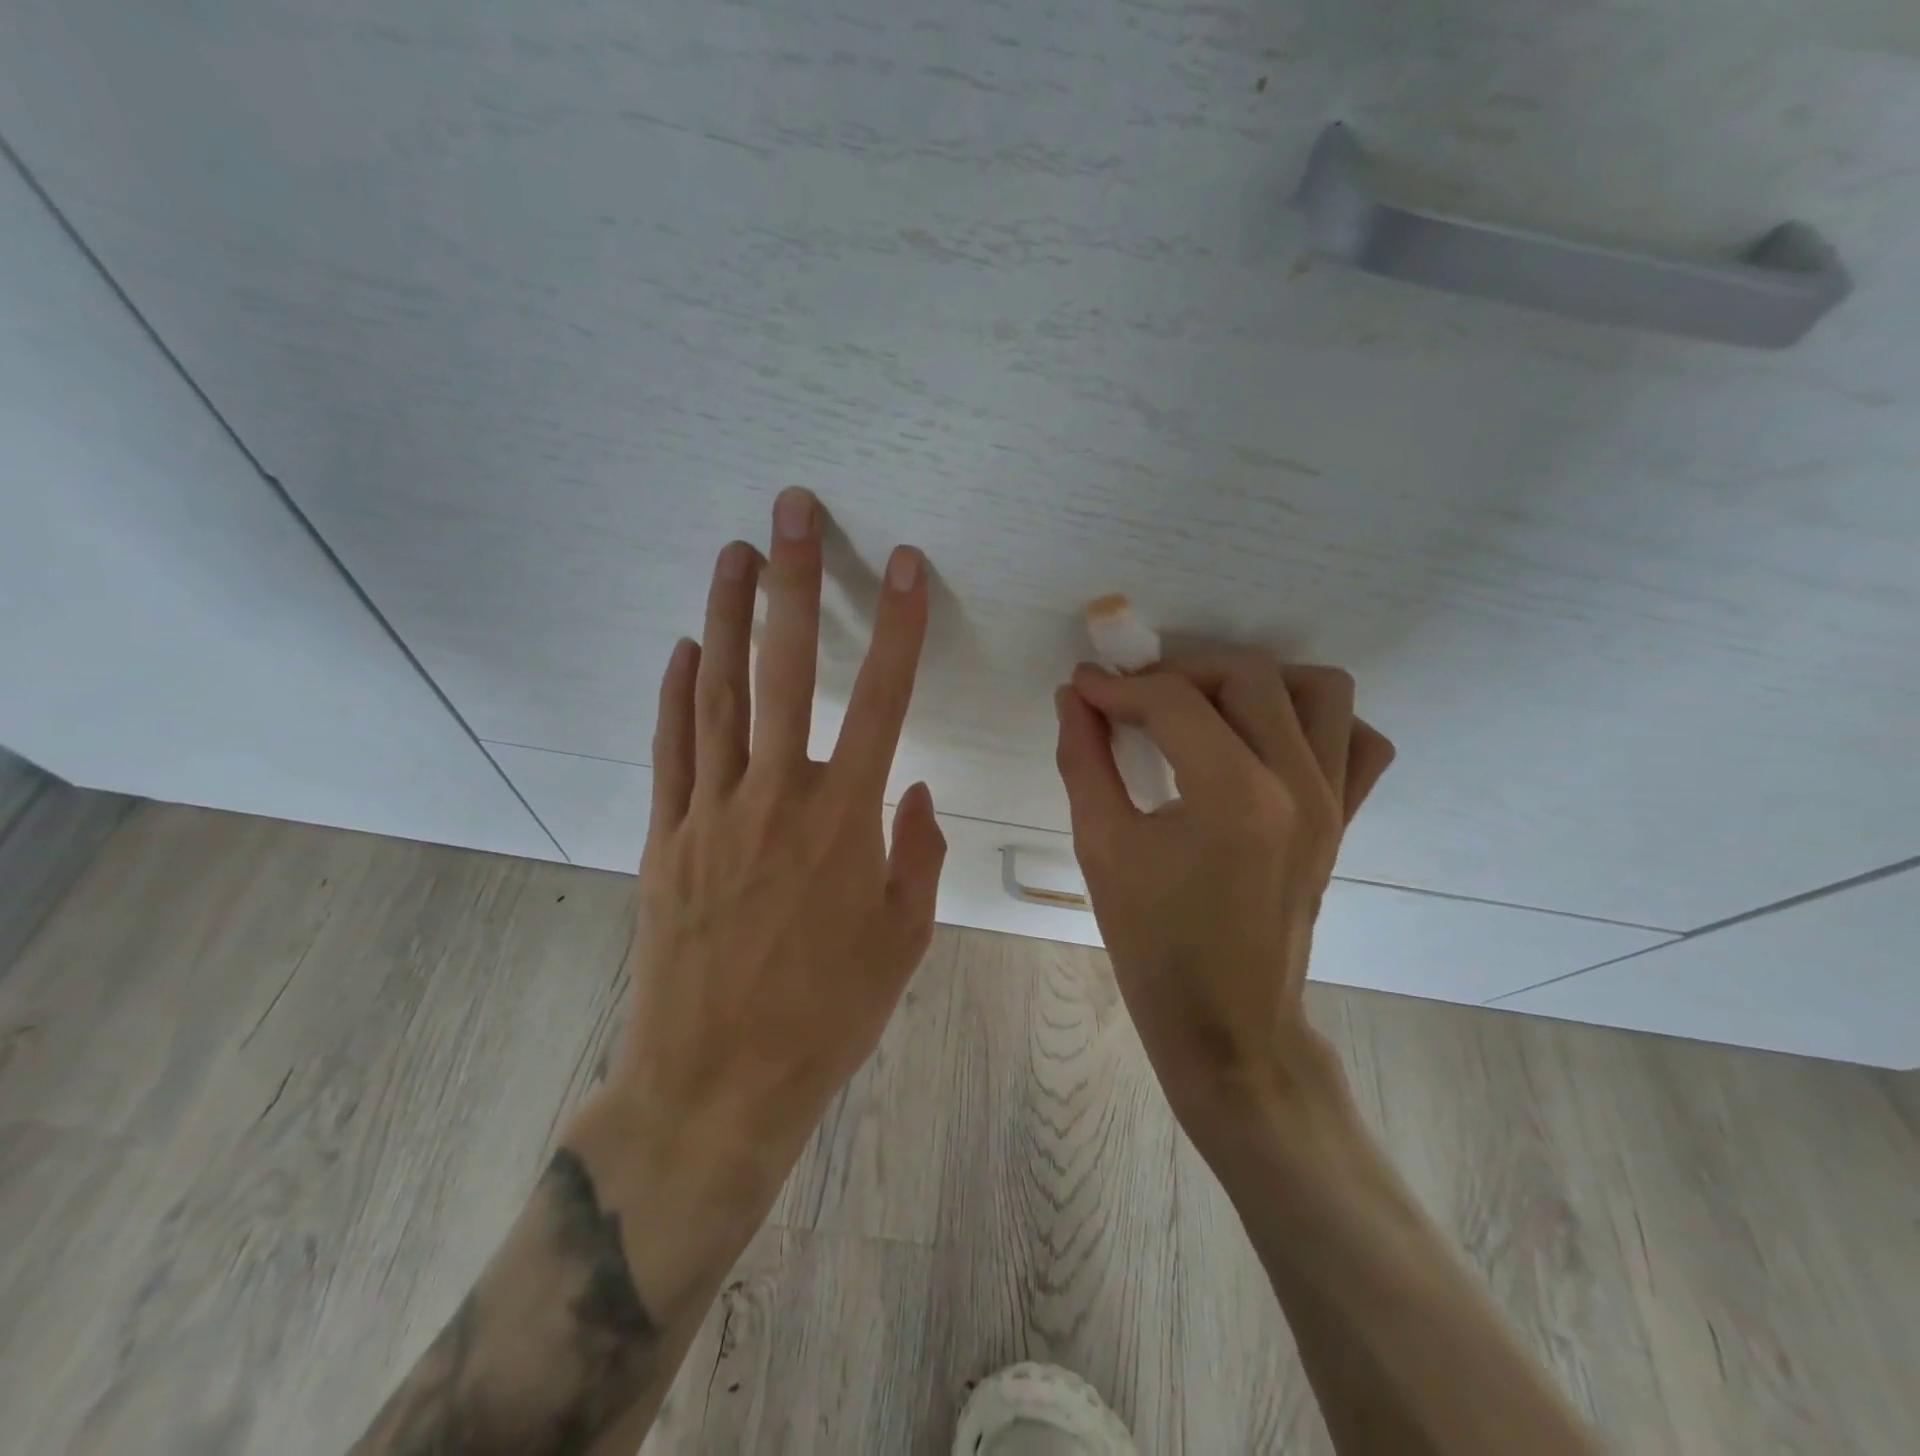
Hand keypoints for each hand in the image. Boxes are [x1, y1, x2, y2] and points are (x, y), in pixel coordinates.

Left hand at [609, 487, 945, 1182]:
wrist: (719, 1083)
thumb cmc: (828, 1015)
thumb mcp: (904, 940)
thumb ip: (917, 855)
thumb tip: (916, 794)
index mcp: (845, 822)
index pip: (882, 700)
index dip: (898, 627)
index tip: (906, 566)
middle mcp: (776, 797)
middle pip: (784, 670)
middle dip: (792, 582)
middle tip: (791, 512)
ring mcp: (711, 813)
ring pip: (716, 694)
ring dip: (725, 617)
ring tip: (731, 554)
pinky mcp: (667, 839)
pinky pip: (671, 750)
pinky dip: (676, 694)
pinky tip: (682, 649)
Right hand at [1053, 651, 1393, 1142]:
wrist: (1227, 1023)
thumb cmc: (1154, 945)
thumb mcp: (1101, 847)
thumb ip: (1083, 760)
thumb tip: (1074, 698)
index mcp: (1232, 794)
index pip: (1172, 701)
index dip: (1116, 686)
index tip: (1082, 687)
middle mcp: (1297, 783)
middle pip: (1247, 676)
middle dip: (1179, 671)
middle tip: (1134, 699)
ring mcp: (1332, 801)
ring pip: (1318, 690)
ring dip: (1255, 682)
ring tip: (1205, 709)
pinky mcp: (1345, 820)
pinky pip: (1356, 741)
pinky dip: (1315, 722)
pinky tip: (1266, 741)